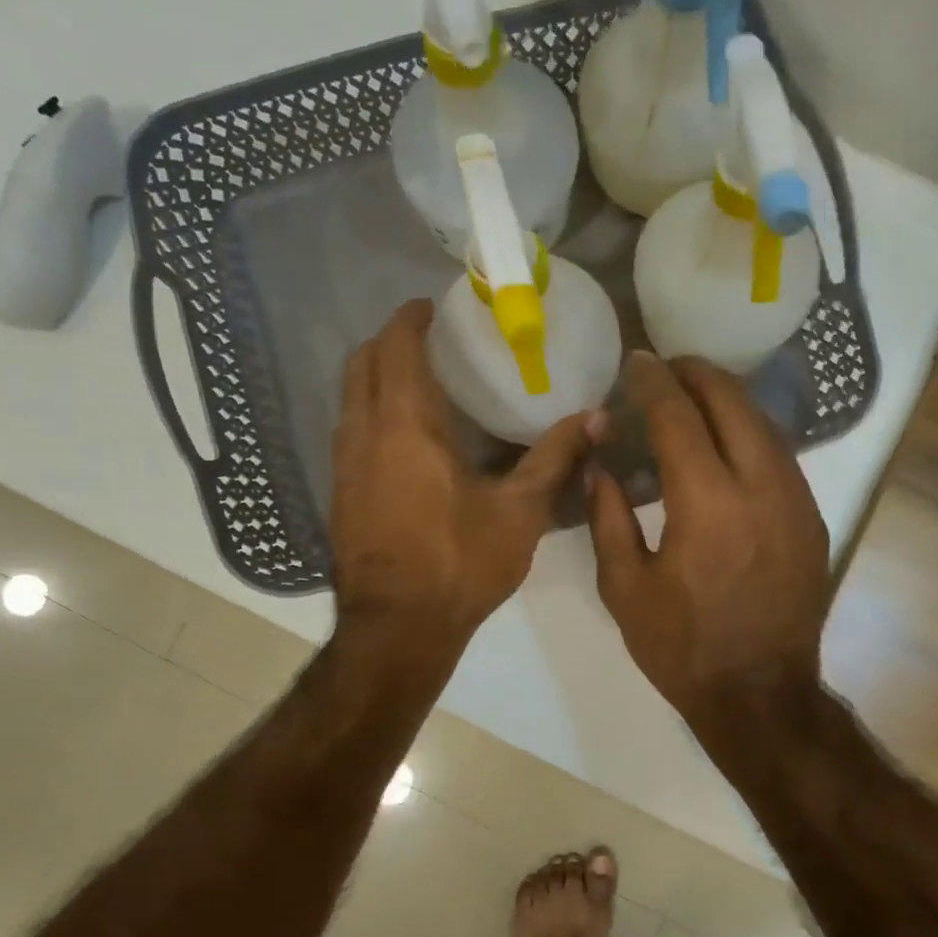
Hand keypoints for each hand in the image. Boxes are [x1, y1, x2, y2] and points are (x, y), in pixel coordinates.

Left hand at [331, 300, 594, 653]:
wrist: (397, 629)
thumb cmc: (460, 564)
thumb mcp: (520, 512)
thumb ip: (555, 458)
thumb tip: (597, 418)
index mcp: (406, 426)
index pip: (396, 347)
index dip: (410, 318)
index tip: (434, 307)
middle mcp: (364, 434)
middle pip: (361, 363)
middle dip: (389, 341)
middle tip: (429, 341)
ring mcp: (344, 466)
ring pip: (349, 398)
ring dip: (376, 378)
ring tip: (420, 384)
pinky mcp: (340, 494)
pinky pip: (350, 431)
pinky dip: (371, 413)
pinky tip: (406, 440)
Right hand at [587, 353, 829, 730]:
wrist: (759, 695)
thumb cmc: (682, 647)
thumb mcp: (624, 587)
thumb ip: (607, 517)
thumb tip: (599, 465)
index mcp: (707, 503)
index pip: (679, 416)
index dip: (654, 382)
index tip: (637, 362)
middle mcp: (760, 487)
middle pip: (733, 402)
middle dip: (698, 374)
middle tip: (668, 367)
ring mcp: (796, 501)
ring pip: (764, 424)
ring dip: (728, 401)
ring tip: (695, 394)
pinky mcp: (812, 519)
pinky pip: (780, 456)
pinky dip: (750, 434)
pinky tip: (728, 442)